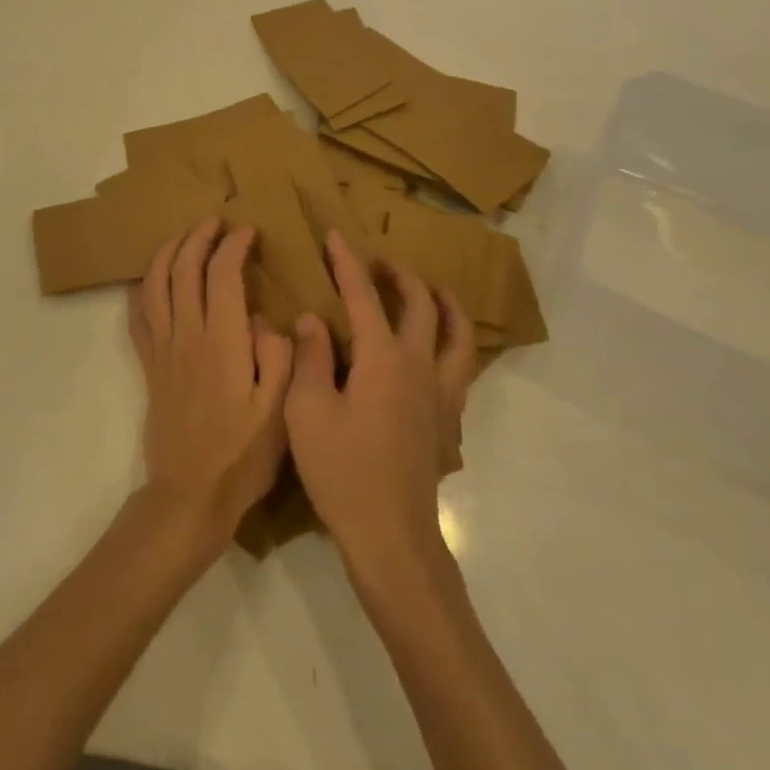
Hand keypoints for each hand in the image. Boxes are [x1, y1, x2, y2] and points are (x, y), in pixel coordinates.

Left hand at [129, 218, 293, 552]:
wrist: (190, 494)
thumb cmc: (242, 454)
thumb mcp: (279, 408)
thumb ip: (279, 355)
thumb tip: (263, 320)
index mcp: (222, 342)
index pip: (222, 275)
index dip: (234, 246)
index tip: (249, 233)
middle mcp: (186, 336)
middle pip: (182, 270)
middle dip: (198, 237)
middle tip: (216, 221)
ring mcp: (163, 351)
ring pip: (155, 286)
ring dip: (167, 253)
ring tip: (183, 236)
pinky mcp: (150, 367)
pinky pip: (138, 318)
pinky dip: (141, 291)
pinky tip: (149, 281)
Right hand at [286, 230, 476, 579]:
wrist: (390, 534)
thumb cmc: (342, 470)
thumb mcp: (307, 411)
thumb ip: (310, 358)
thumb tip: (313, 319)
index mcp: (384, 359)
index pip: (365, 296)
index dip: (348, 263)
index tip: (336, 236)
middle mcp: (421, 367)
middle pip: (422, 306)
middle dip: (401, 276)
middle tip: (382, 263)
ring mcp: (442, 394)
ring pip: (458, 335)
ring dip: (444, 304)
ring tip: (430, 292)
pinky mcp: (449, 422)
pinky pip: (462, 369)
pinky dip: (454, 345)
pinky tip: (438, 354)